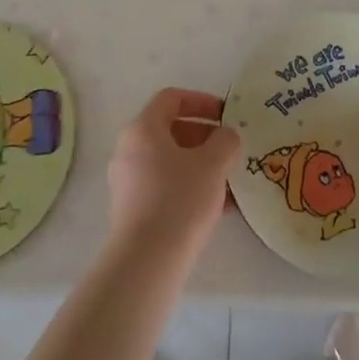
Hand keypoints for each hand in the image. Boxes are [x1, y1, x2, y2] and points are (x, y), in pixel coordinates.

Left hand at [106, 89, 239, 261]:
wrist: (147, 261)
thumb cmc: (180, 199)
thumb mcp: (214, 163)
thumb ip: (226, 140)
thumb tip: (226, 136)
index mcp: (143, 128)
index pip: (171, 98)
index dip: (201, 101)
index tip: (226, 115)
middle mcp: (129, 149)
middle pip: (171, 130)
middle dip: (205, 137)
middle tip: (230, 149)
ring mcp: (127, 181)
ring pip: (170, 161)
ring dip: (200, 165)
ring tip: (230, 181)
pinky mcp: (132, 209)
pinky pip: (164, 185)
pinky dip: (189, 186)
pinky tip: (218, 207)